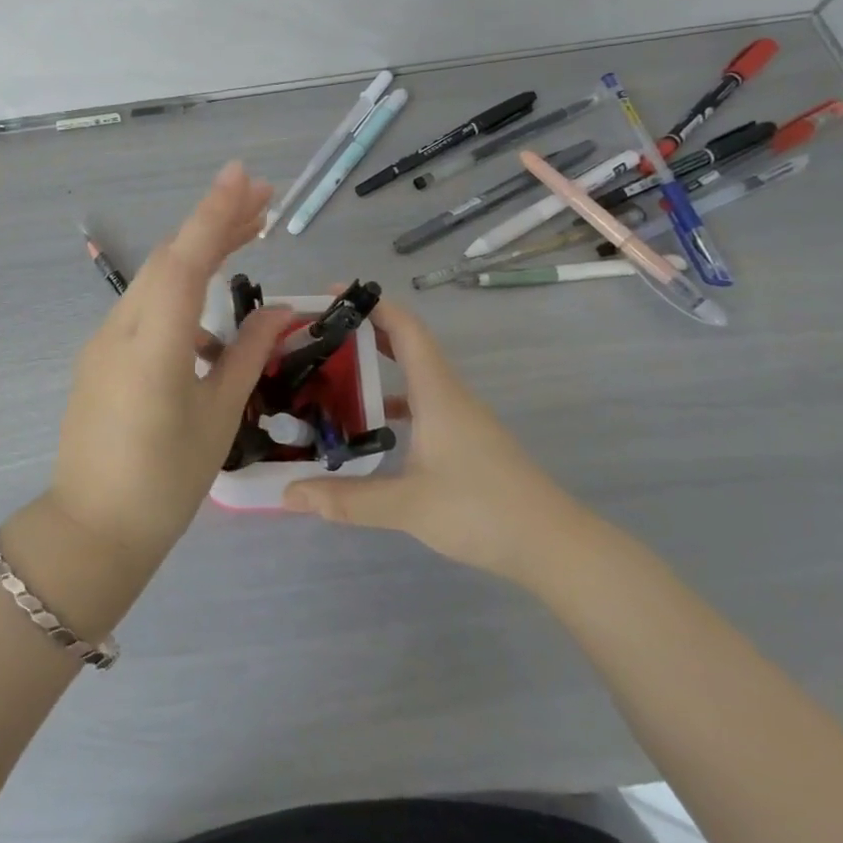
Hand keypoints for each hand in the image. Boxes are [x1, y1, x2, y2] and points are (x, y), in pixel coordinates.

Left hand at [48, 162, 297, 562]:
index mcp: (152, 347)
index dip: (214, 214)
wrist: (93, 528)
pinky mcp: (100, 353)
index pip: (185, 261)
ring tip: (250, 237)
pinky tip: (211, 319)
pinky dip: (180, 292)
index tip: (243, 176)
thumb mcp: (217, 417)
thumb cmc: (165, 482)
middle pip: (170, 258)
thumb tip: (281, 312)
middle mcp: (120, 329)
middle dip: (215, 222)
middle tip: (264, 198)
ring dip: (199, 253)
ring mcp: (103, 339)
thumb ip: (247, 353)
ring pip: (155, 278)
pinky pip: (144, 306)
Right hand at [281, 297, 592, 583]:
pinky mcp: (465, 440)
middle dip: (364, 332)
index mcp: (437, 392)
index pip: (405, 328)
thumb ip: (346, 499)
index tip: (330, 295)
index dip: (371, 305)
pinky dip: (392, 402)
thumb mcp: (407, 506)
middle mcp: (448, 394)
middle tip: (318, 336)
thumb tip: (288, 493)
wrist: (554, 546)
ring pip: (413, 377)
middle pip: (406, 345)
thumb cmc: (482, 510)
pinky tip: (369, 429)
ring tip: (332, 377)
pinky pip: (421, 404)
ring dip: (377, 368)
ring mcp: (460, 417)